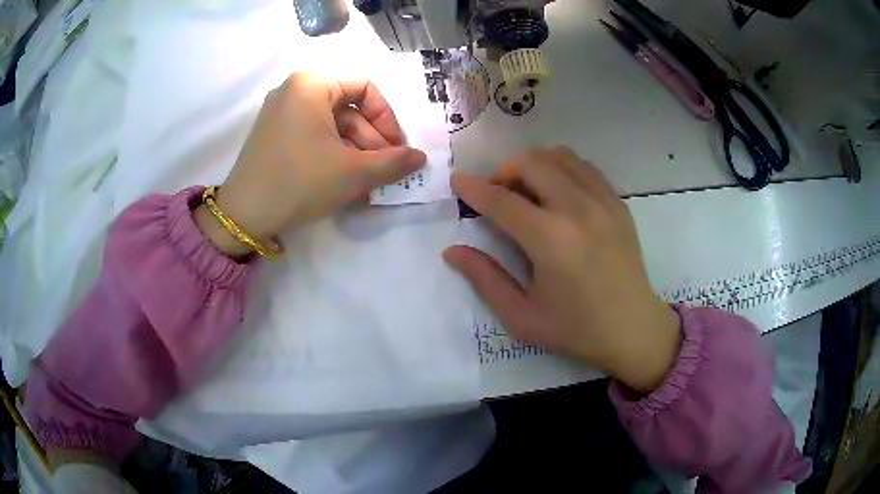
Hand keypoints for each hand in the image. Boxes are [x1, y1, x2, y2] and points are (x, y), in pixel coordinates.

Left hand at [196, 73, 426, 256]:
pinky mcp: (275, 135)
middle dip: (372, 143)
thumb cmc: (300, 181)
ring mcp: (282, 113)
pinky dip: (334, 157)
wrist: (244, 215)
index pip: (366, 90)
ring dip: (356, 155)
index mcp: (312, 84)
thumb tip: (421, 158)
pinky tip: (346, 184)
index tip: (397, 149)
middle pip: (349, 110)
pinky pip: (314, 137)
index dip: (388, 120)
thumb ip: (393, 162)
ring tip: (369, 186)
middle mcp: (295, 90)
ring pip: (333, 127)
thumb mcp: (353, 172)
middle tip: (385, 173)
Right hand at [443, 147, 680, 393]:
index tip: (457, 181)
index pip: (502, 201)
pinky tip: (557, 193)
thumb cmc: (576, 329)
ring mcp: (603, 202)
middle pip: (532, 163)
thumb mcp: (522, 316)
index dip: (474, 188)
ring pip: (560, 156)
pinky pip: (584, 167)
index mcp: (551, 240)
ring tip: (527, 190)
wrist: (633, 329)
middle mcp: (578, 210)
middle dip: (504, 171)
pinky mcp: (618, 204)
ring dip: (534, 164)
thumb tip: (453, 251)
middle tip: (497, 194)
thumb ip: (485, 280)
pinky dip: (562, 169)